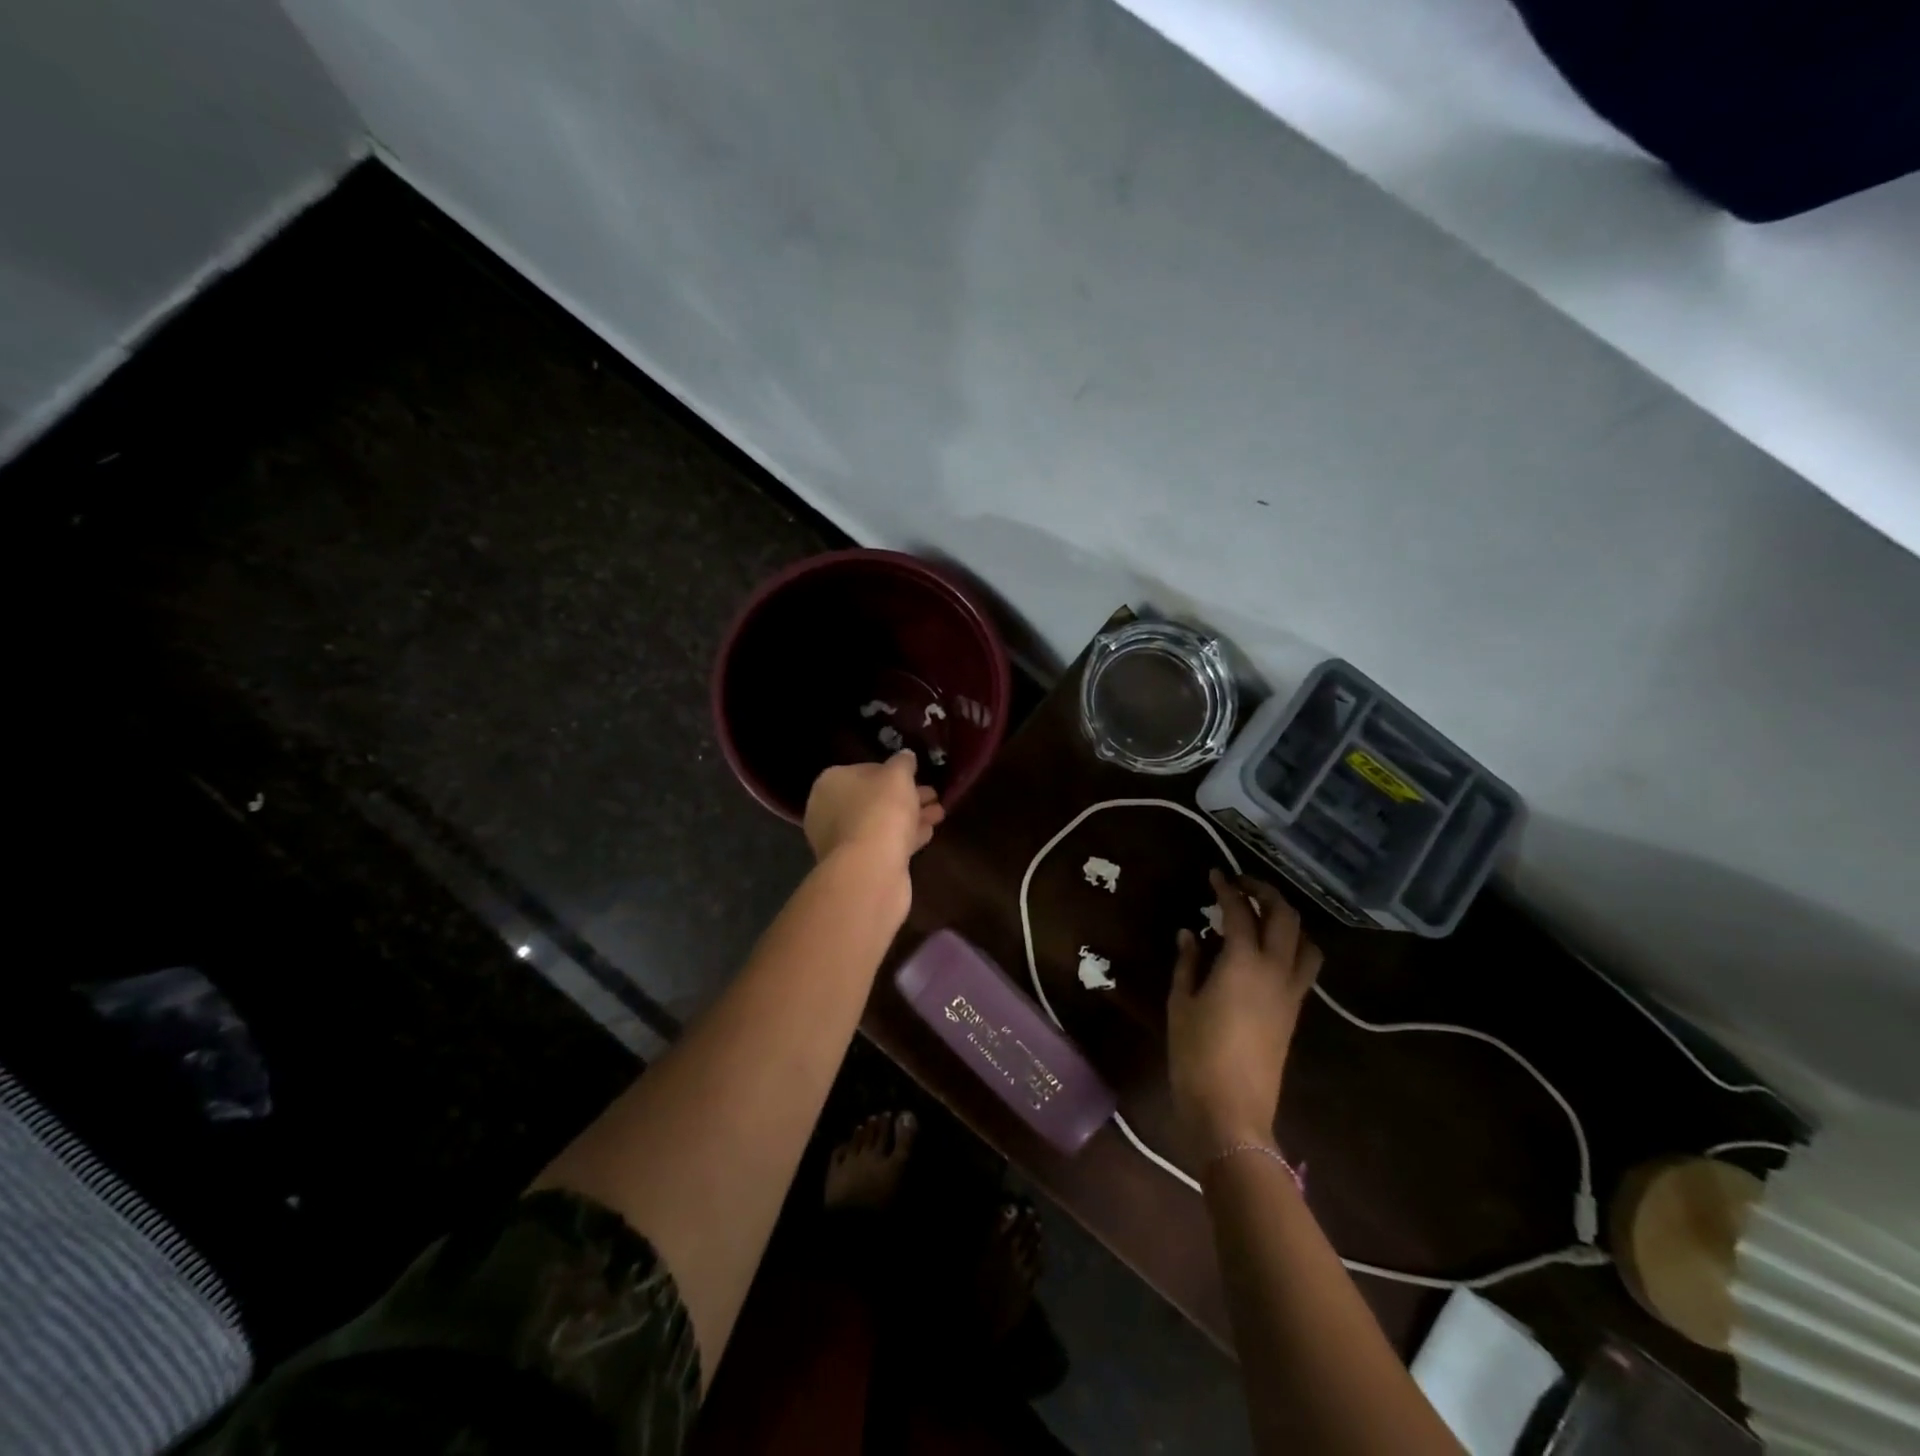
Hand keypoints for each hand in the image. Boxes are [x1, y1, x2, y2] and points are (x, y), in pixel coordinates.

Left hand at [803, 751, 944, 869]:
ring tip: (939, 813)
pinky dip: (904, 837)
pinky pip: (884, 843)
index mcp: (831, 783)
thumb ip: (903, 763)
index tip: (916, 775)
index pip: (863, 770)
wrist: (870, 868)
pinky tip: (928, 832)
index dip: (892, 772)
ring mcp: (841, 841)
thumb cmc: (880, 810)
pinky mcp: (857, 865)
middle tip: (932, 795)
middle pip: (873, 798)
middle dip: (905, 796)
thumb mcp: (898, 775)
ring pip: (881, 823)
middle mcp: (829, 811)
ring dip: (909, 817)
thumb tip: (905, 756)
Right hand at [1167, 868, 1321, 1161]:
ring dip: (1286, 919)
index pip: (1240, 911)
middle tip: (1240, 886)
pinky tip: (1265, 951)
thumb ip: (1187, 962)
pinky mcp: (1295, 1012)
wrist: (1232, 1111)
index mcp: (1243, 963)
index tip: (1214, 874)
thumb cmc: (1196, 1055)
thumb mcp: (1180, 1003)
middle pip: (1285, 917)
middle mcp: (1275, 970)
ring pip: (1305, 941)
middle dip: (1265, 892)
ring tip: (1261, 915)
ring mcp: (1291, 992)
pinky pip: (1303, 965)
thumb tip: (1190, 933)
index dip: (1227, 888)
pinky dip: (1290, 945)